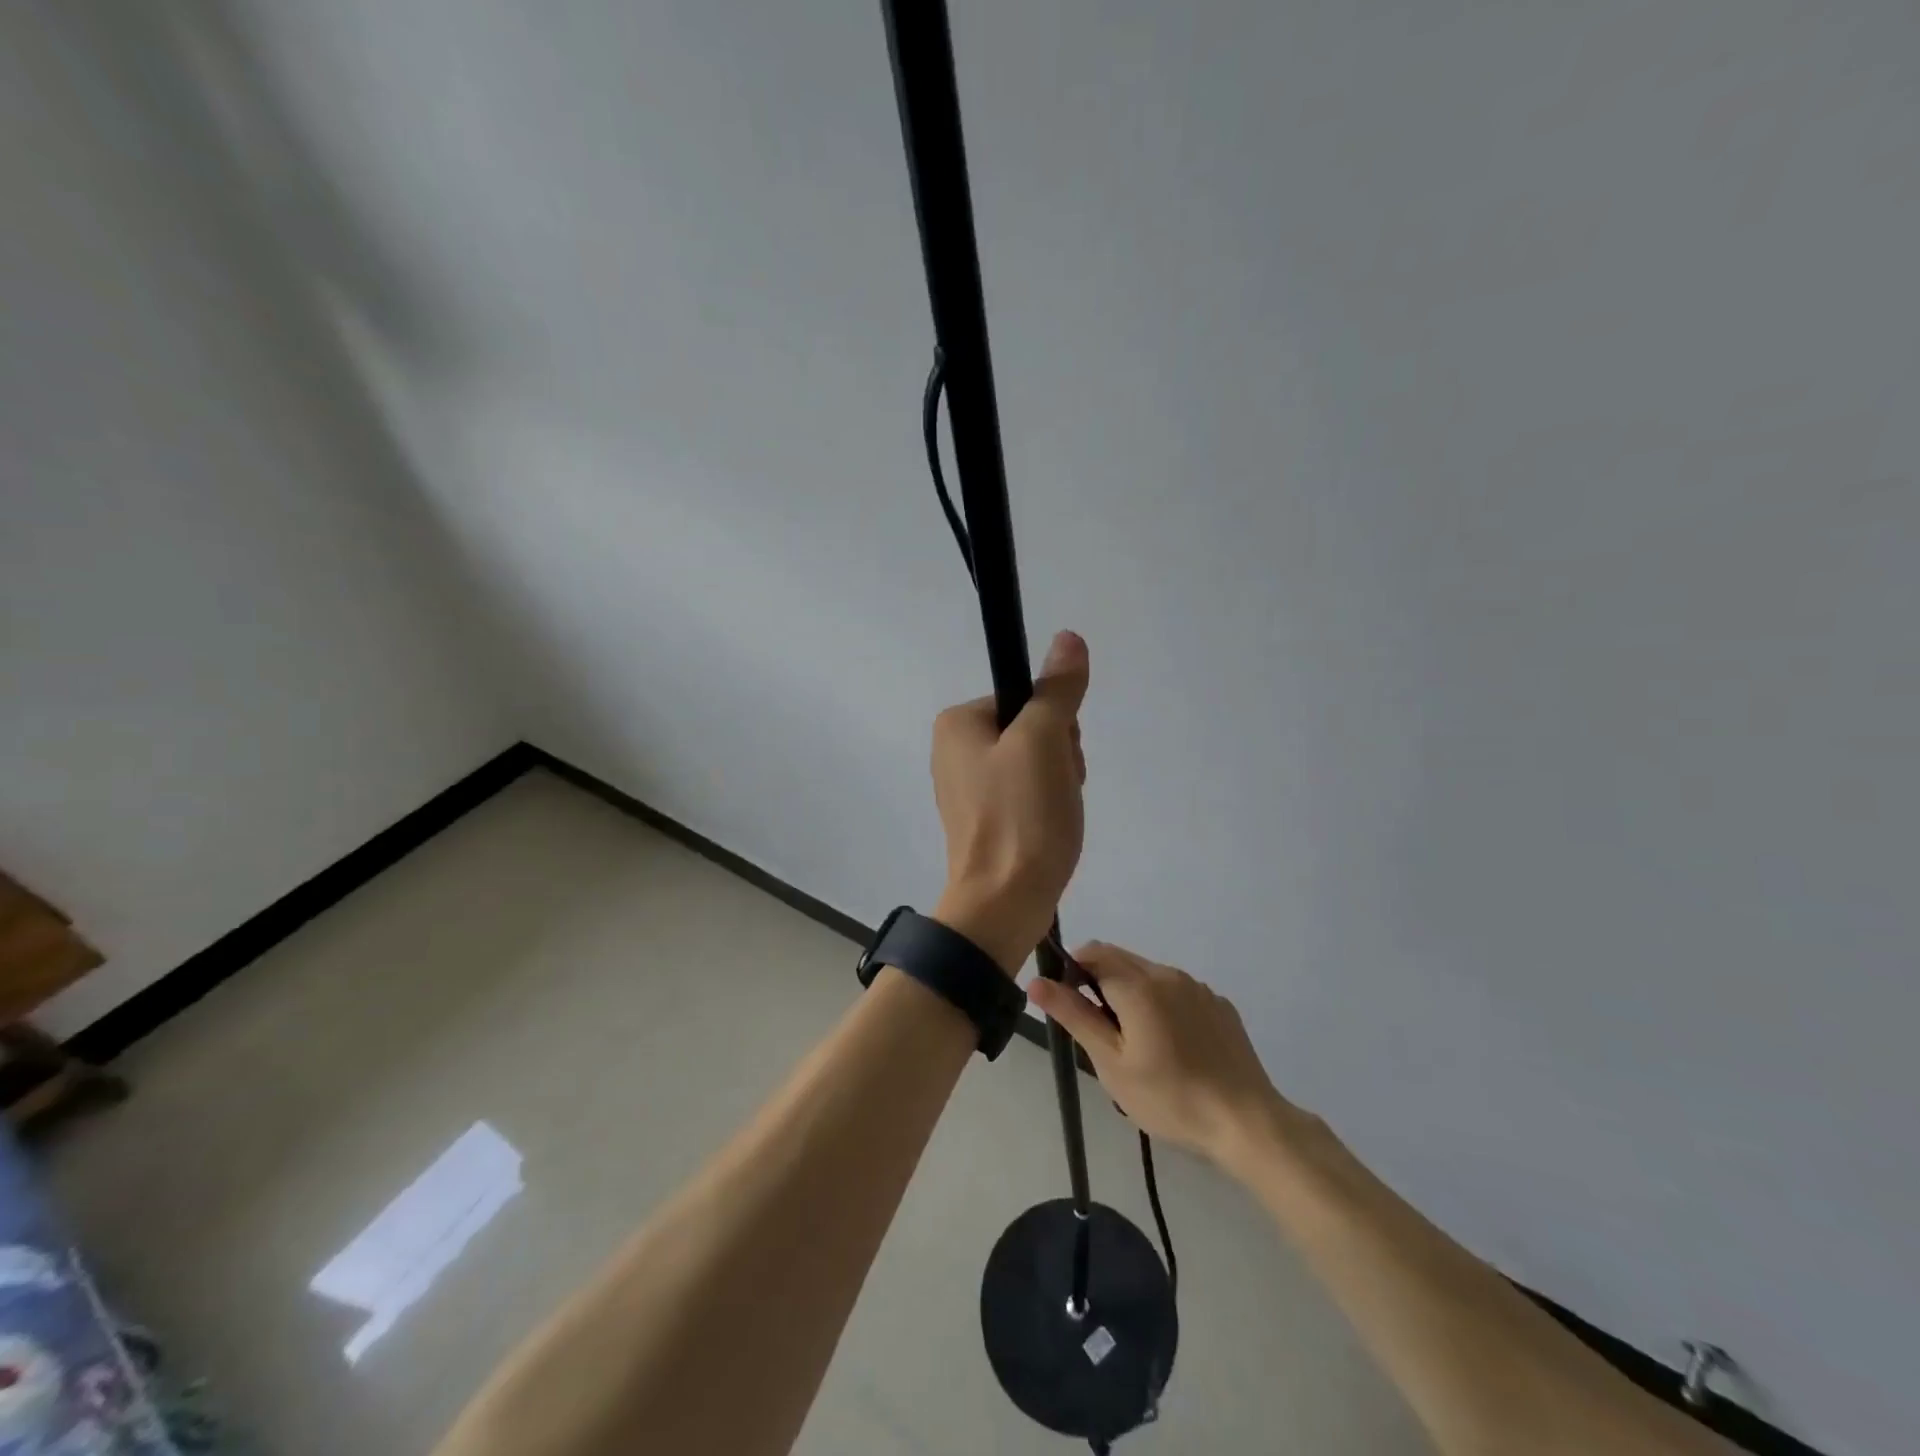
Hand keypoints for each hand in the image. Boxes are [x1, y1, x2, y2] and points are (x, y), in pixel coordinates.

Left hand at [930, 631, 1089, 973]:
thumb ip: (1057, 690)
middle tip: (1055, 791)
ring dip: (1058, 783)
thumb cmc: (1020, 815)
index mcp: (957, 723)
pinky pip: (1026, 795)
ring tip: (1053, 815)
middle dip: (1059, 757)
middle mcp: (953, 750)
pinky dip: (1046, 808)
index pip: (1026, 699)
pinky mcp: (983, 819)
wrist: (1003, 902)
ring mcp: (967, 788)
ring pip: (1035, 764)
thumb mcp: (1043, 741)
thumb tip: (1068, 638)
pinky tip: (1048, 830)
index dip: (1055, 725)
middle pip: (1031, 730)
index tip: (1058, 758)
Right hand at [1027, 942, 1300, 1170]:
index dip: (1072, 971)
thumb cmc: (1169, 1097)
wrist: (1246, 1122)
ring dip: (1130, 992)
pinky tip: (1172, 1047)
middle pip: (1120, 958)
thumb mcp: (1111, 1062)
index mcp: (1138, 984)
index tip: (1071, 1007)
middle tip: (1100, 1031)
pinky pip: (1178, 990)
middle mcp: (1168, 973)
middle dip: (1099, 981)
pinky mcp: (1219, 1004)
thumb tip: (1036, 981)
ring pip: (1149, 974)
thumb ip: (1074, 1015)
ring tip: (1136, 1043)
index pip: (1092, 953)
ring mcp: (1197, 987)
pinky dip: (1161, 1004)